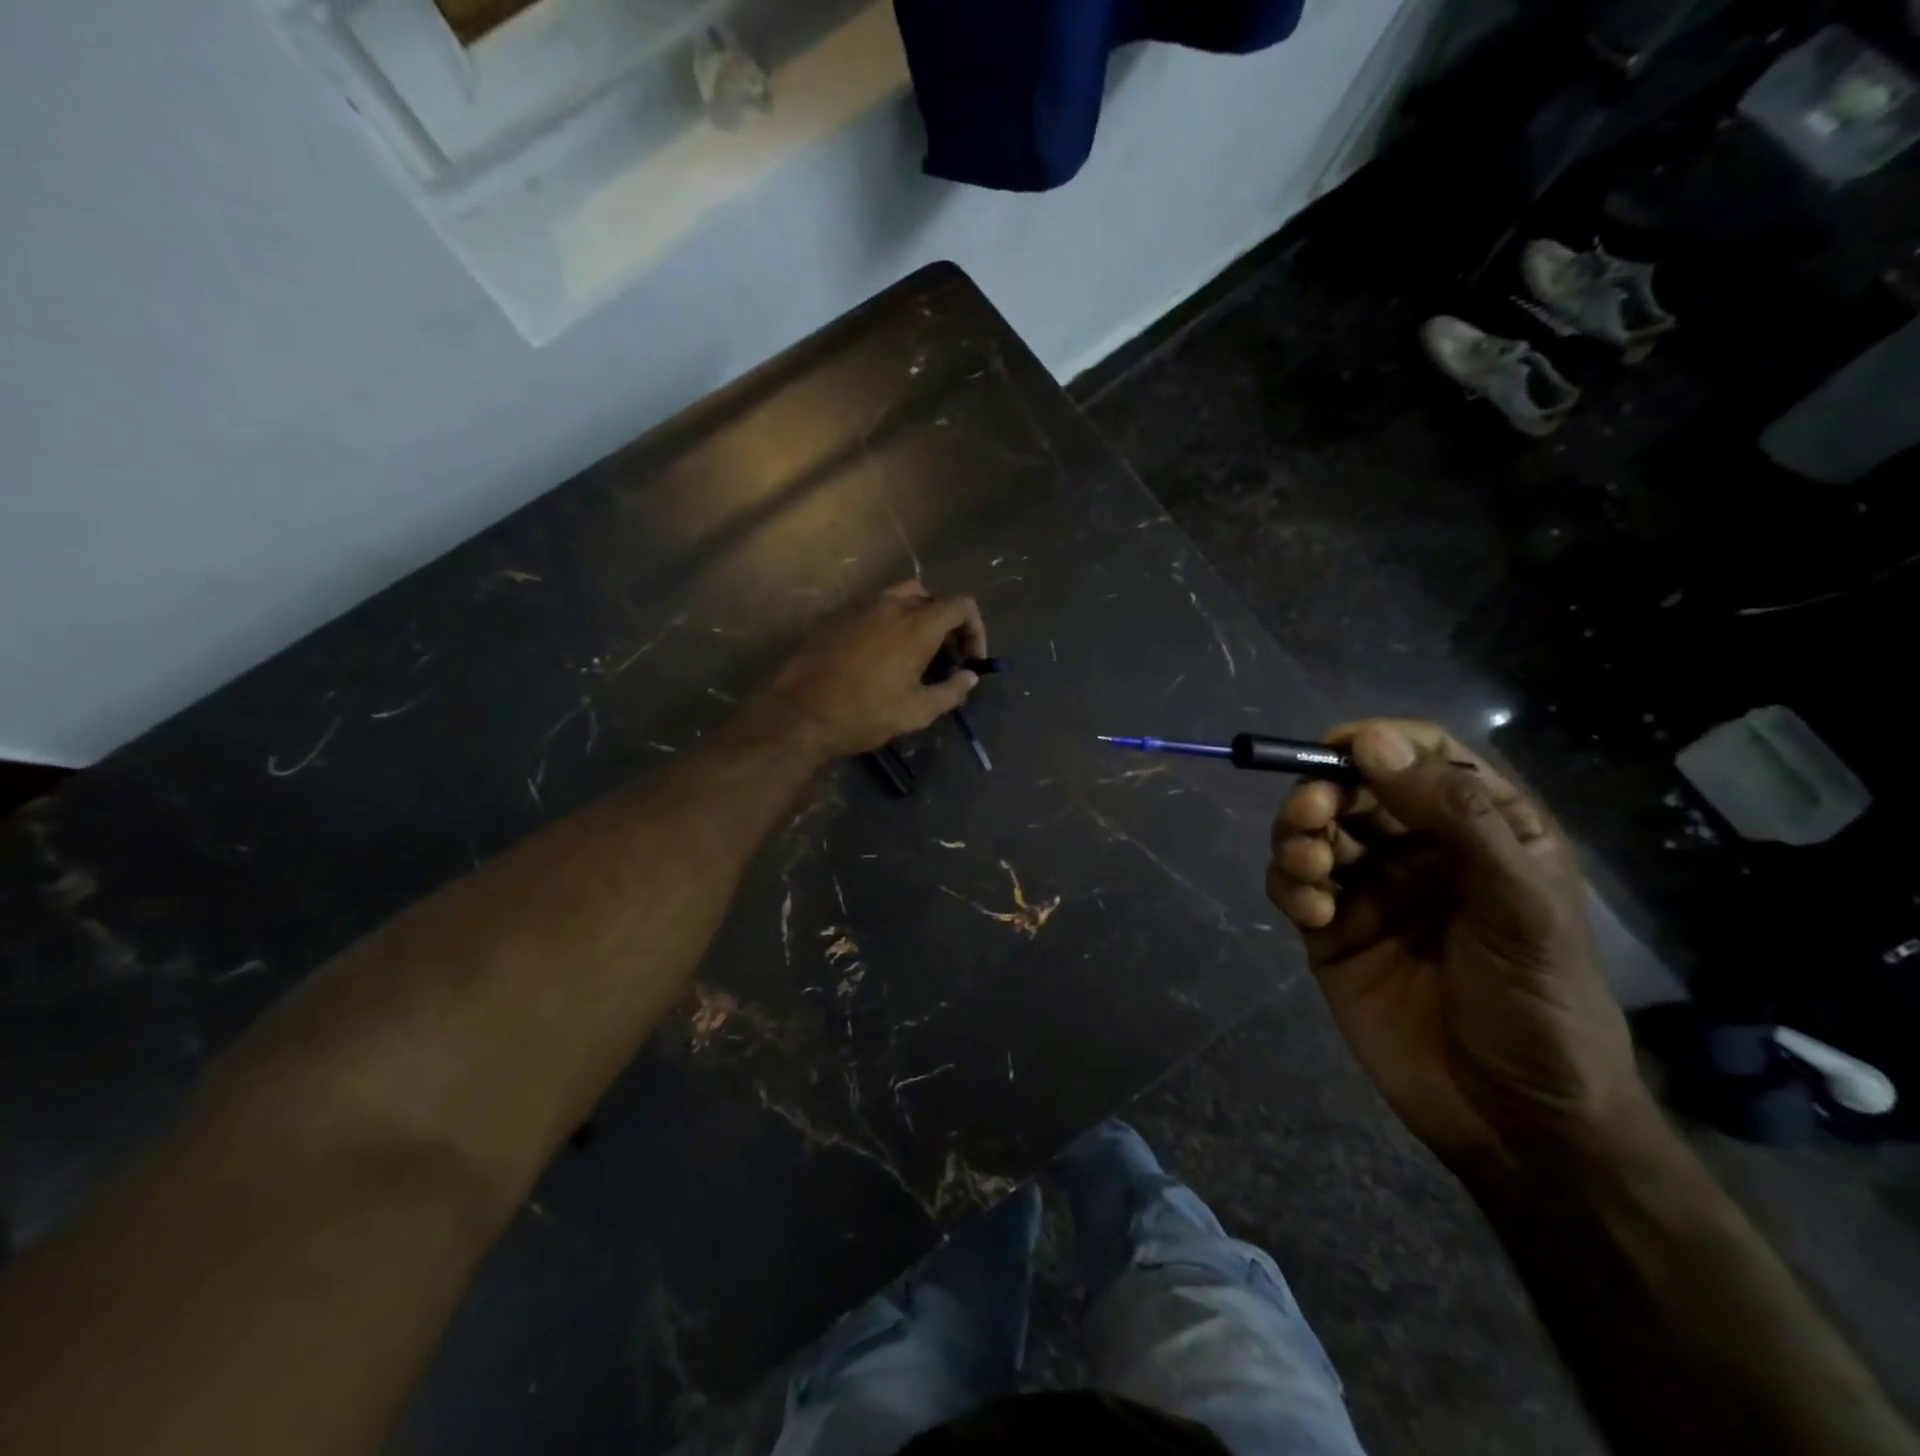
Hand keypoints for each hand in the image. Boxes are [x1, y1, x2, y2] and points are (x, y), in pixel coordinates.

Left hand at [762, 582, 987, 759]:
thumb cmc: (866, 714)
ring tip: (912, 657)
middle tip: (943, 660)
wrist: (802, 714)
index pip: (962, 606)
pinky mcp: (836, 618)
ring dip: (915, 622)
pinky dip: (887, 626)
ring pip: (899, 599)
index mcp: (917, 625)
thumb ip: (951, 691)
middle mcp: (890, 606)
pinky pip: (872, 612)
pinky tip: (879, 659)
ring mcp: (860, 608)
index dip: (975, 631)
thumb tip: (970, 677)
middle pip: (931, 598)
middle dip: (945, 625)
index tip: (969, 661)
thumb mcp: (918, 712)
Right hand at [1267, 719, 1650, 1173]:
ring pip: (1313, 832)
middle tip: (1311, 817)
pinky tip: (1312, 916)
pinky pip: (1293, 886)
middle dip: (1322, 792)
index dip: (1377, 741)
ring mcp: (1371, 890)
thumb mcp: (1519, 907)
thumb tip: (1371, 741)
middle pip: (1352, 788)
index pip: (1422, 755)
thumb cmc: (1541, 1007)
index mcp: (1483, 829)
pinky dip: (1289, 887)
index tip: (1337, 749)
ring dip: (1297, 837)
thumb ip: (1454, 818)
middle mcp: (1420, 849)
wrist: (1514, 1123)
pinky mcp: (1331, 931)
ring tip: (1309, 870)